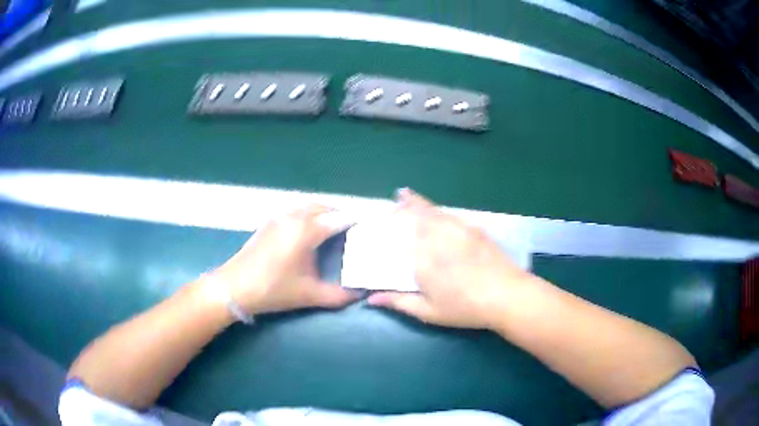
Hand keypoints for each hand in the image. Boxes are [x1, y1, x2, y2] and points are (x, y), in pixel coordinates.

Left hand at [211, 204, 357, 314]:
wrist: (233, 287)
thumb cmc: (272, 289)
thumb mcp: (308, 295)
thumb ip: (338, 295)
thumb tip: (360, 295)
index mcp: (306, 230)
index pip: (339, 219)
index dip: (356, 222)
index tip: (369, 229)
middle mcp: (294, 217)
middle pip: (324, 207)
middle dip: (340, 215)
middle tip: (352, 230)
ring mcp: (278, 217)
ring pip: (308, 207)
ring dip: (323, 213)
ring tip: (333, 230)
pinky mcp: (268, 222)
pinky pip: (295, 211)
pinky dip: (308, 215)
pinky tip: (308, 233)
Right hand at [367, 189, 537, 329]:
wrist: (507, 295)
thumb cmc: (465, 307)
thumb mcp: (429, 311)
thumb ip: (399, 302)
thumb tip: (370, 299)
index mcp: (423, 257)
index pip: (402, 233)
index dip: (393, 222)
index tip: (384, 216)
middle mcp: (438, 237)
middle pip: (418, 214)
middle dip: (406, 205)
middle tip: (397, 199)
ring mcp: (459, 230)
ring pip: (434, 211)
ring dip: (420, 203)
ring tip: (407, 196)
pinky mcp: (475, 230)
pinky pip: (451, 215)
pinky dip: (439, 211)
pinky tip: (438, 213)